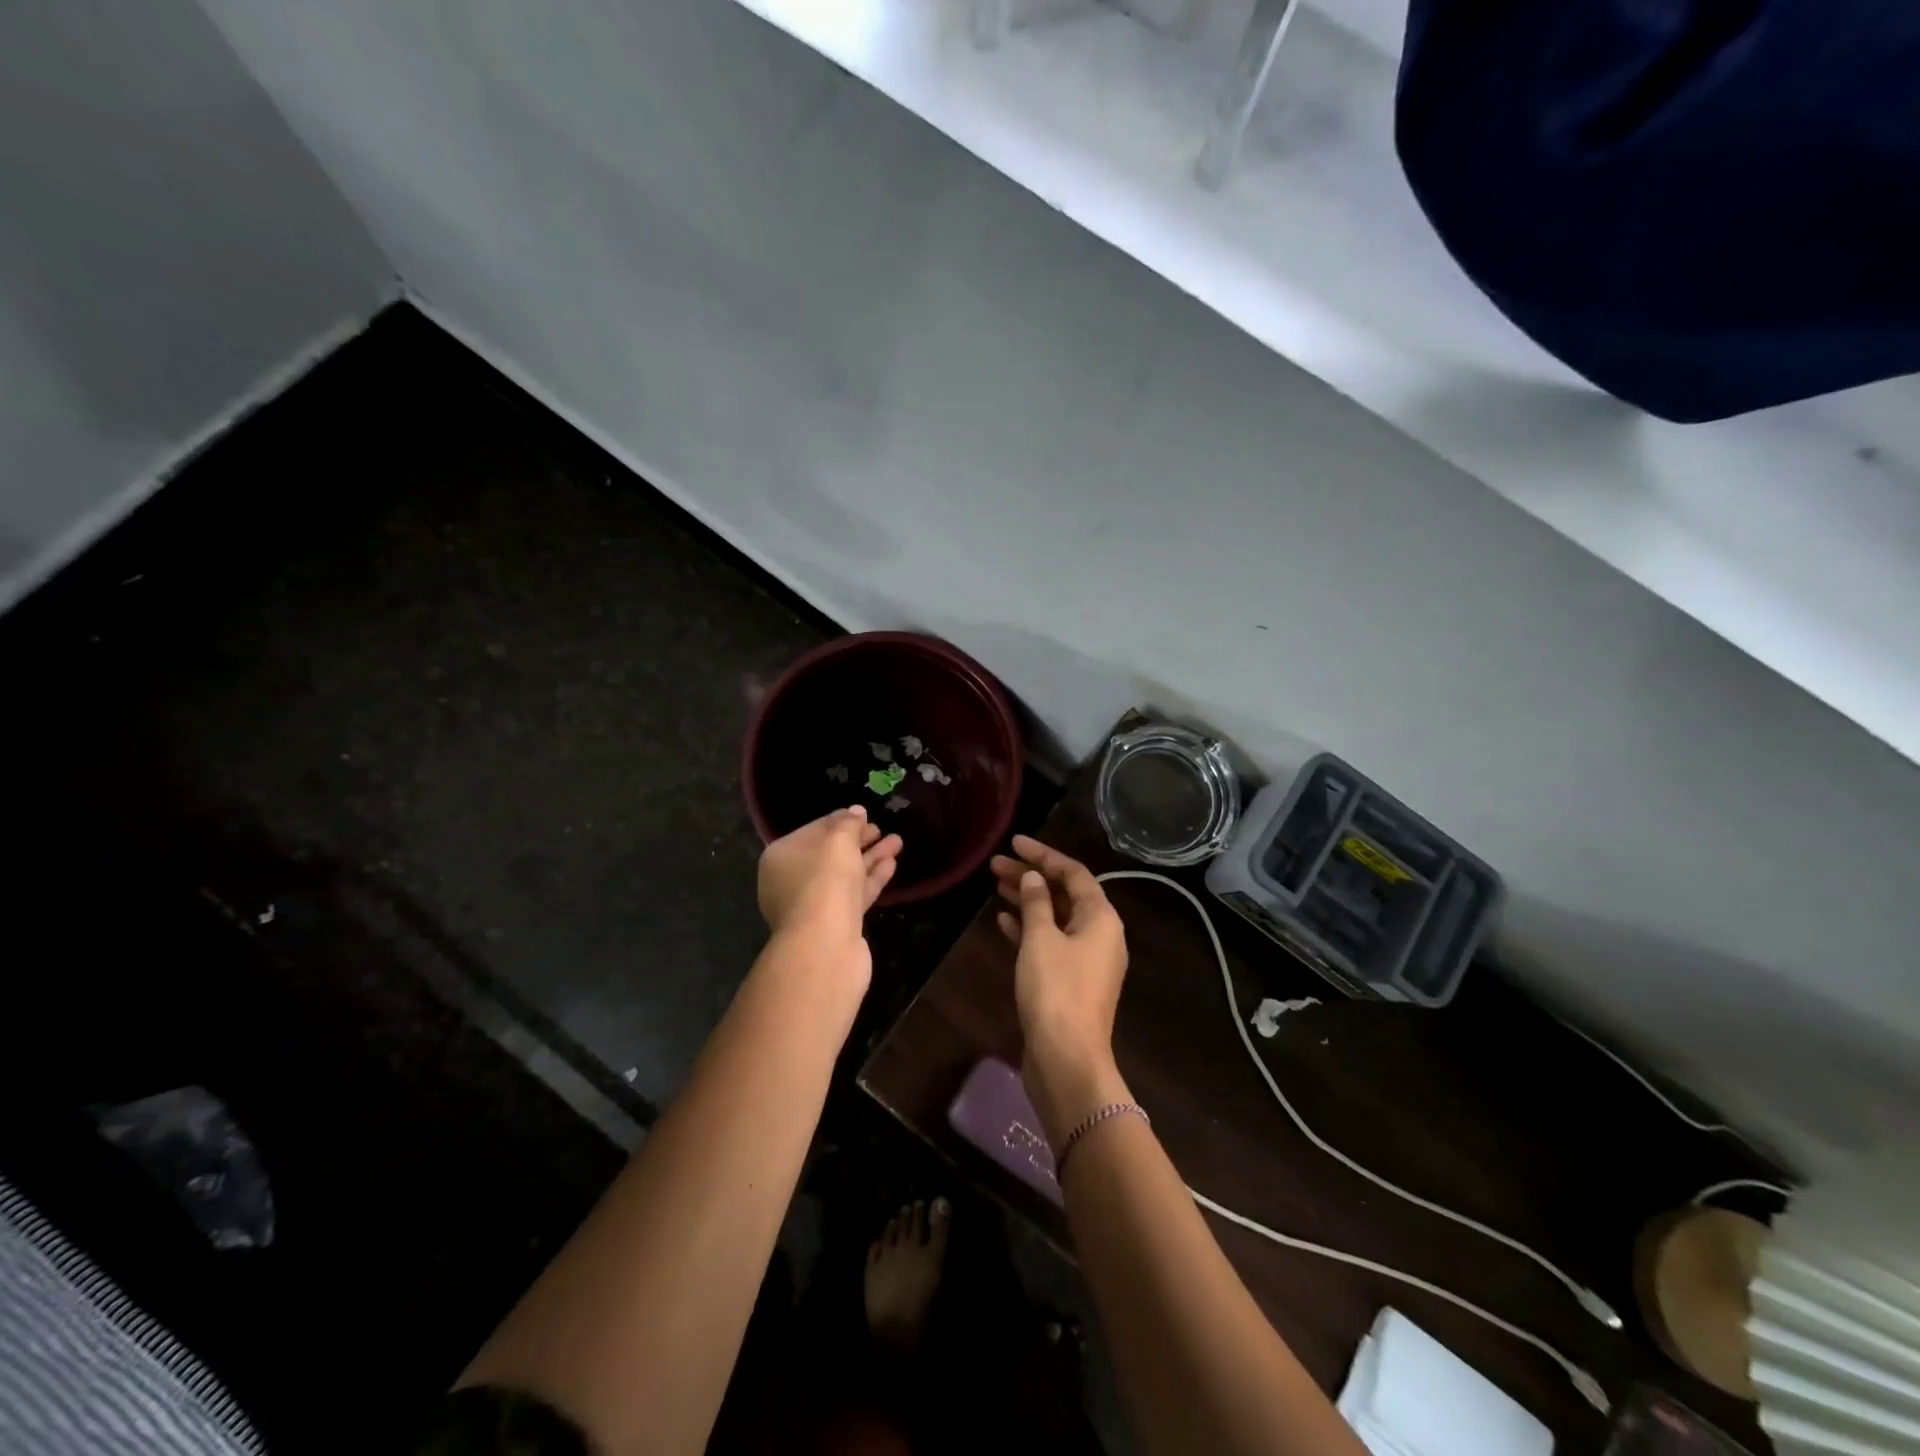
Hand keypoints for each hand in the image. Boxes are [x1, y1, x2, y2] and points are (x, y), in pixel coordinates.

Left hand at [758, 806, 901, 979]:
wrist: (825, 944)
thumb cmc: (825, 881)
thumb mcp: (839, 842)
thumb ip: (848, 824)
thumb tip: (856, 811)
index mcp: (782, 857)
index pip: (813, 830)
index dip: (840, 820)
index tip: (864, 814)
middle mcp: (791, 881)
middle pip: (829, 854)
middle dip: (858, 840)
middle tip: (881, 829)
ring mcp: (813, 906)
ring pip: (845, 875)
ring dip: (870, 858)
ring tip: (897, 842)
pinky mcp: (834, 924)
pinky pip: (854, 895)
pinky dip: (871, 879)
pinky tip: (892, 864)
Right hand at [991, 836, 1130, 1143]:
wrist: (1067, 1059)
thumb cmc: (1056, 991)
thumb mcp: (1041, 939)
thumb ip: (1036, 903)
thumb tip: (1033, 878)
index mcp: (1101, 918)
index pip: (1073, 873)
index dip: (1043, 855)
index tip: (1014, 842)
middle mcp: (1100, 934)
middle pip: (1065, 894)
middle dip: (1032, 876)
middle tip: (995, 865)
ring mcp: (1086, 960)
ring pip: (1056, 918)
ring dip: (1028, 900)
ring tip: (995, 886)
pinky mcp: (1070, 981)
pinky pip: (1050, 942)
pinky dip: (1029, 929)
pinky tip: (1003, 921)